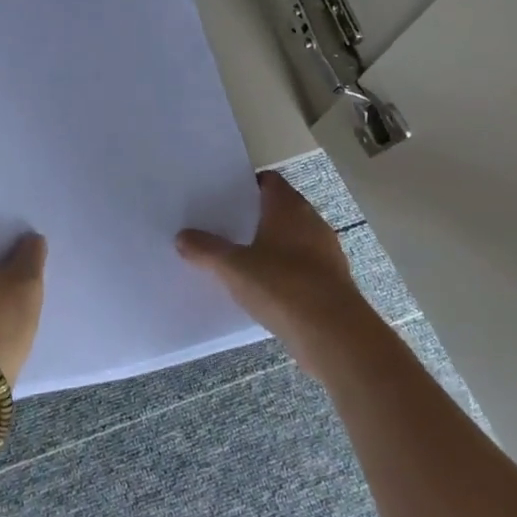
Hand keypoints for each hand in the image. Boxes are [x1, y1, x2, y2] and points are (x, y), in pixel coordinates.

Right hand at [175, 170, 380, 379]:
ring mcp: (326, 252)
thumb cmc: (282, 286)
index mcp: (288, 207)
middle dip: (254, 217)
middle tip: (224, 228)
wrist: (335, 335)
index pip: (269, 181)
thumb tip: (182, 236)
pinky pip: (302, 267)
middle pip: (280, 209)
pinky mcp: (332, 281)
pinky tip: (265, 289)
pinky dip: (285, 272)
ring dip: (271, 246)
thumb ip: (206, 250)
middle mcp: (311, 222)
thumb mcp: (233, 268)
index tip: (223, 199)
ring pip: (292, 239)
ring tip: (240, 260)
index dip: (246, 186)